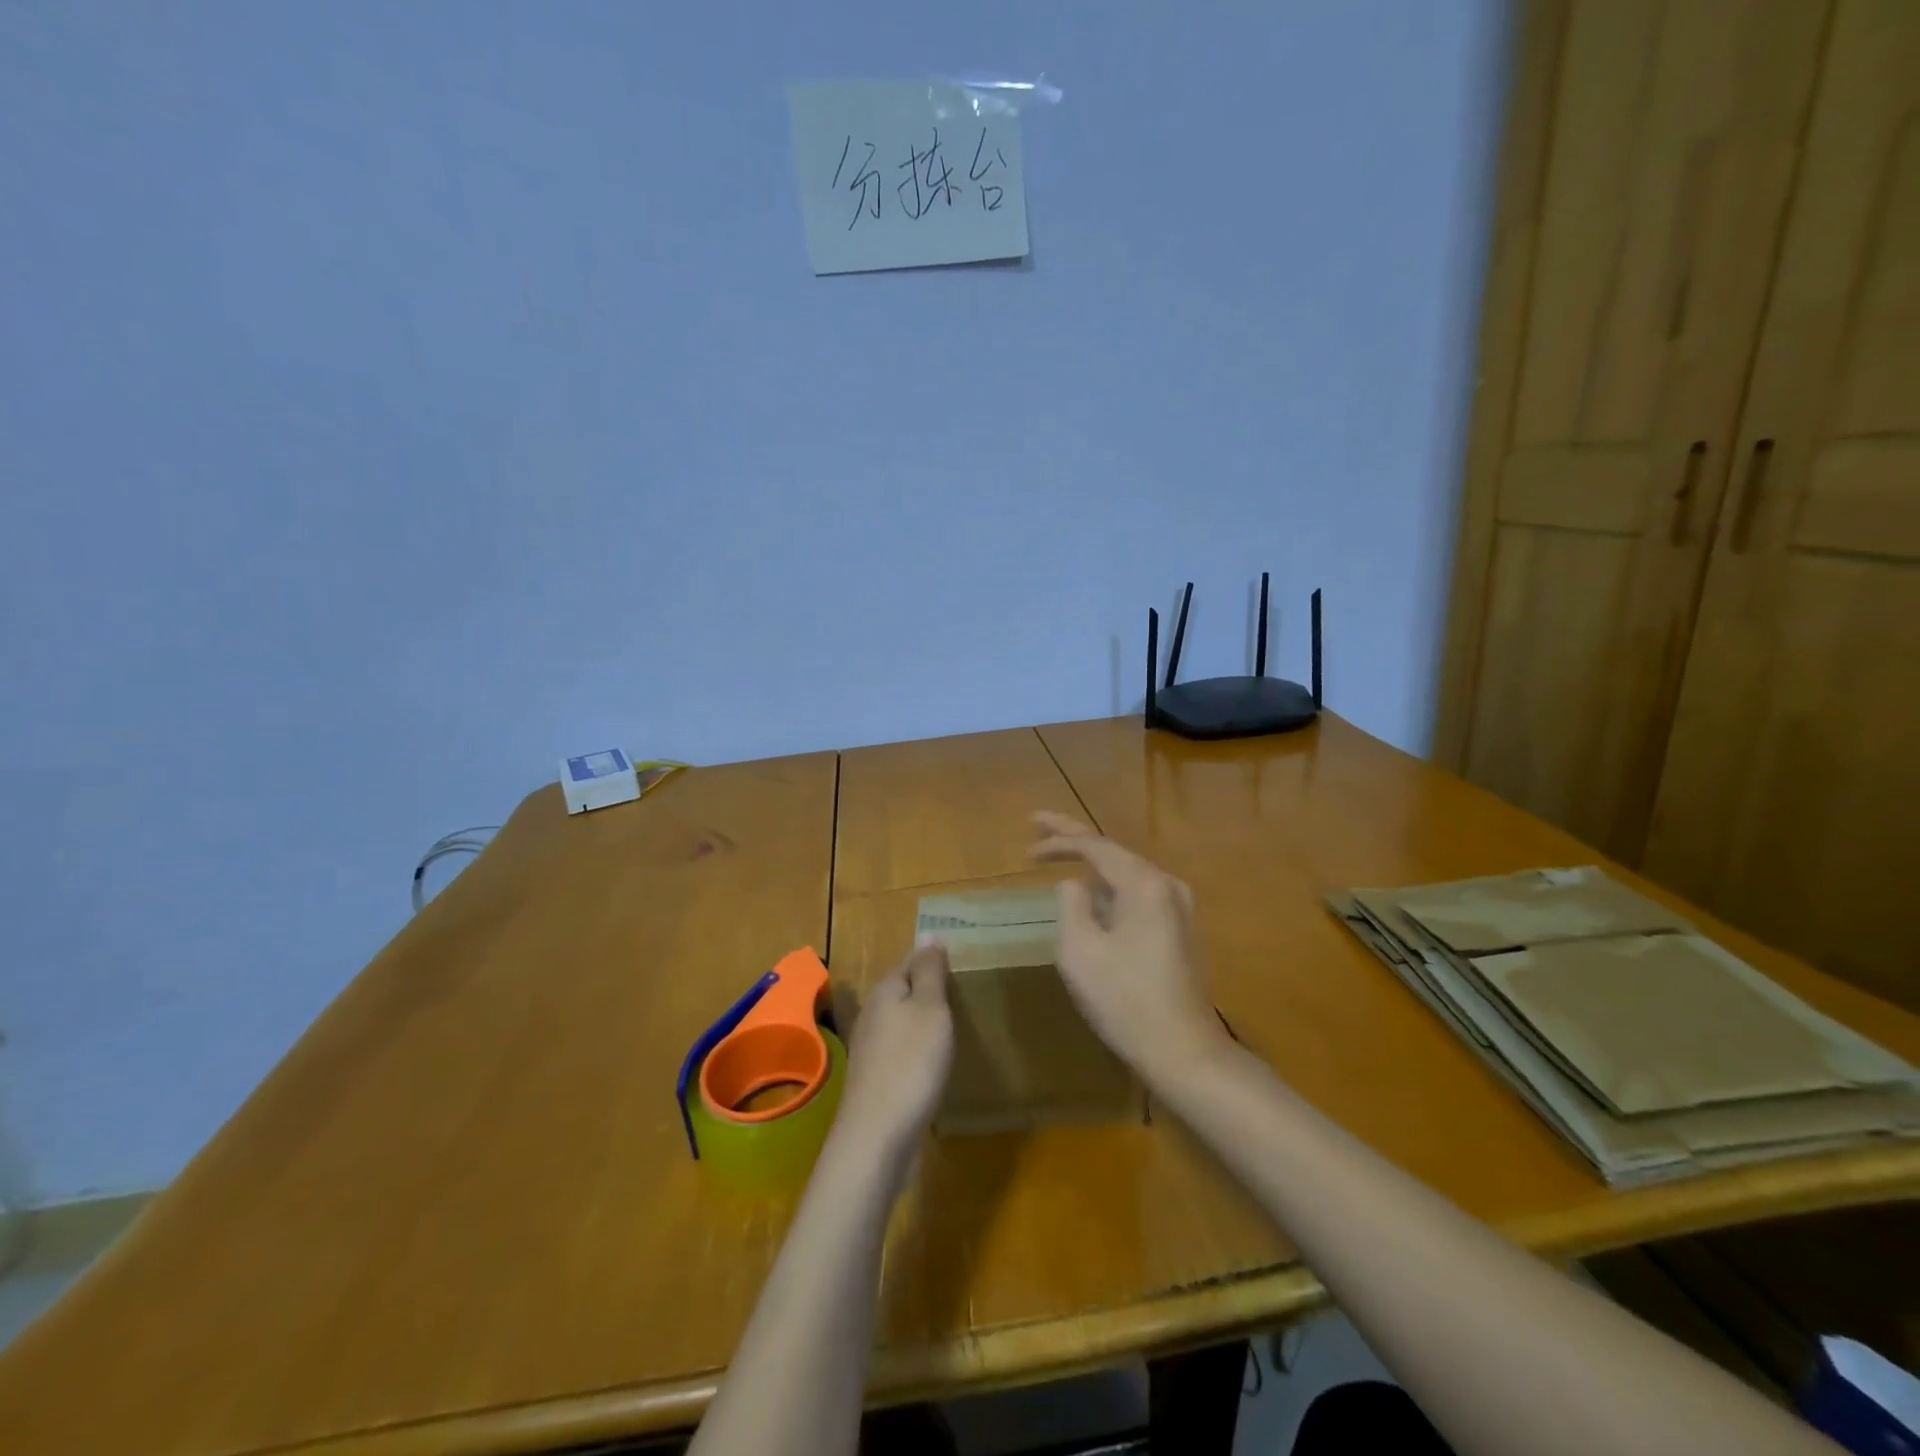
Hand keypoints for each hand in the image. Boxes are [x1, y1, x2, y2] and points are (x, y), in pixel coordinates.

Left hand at [833, 942, 953, 1165]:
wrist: (878, 1136)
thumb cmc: (911, 1063)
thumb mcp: (929, 1009)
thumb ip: (929, 971)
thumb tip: (928, 932)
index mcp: (886, 991)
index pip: (912, 961)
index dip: (935, 960)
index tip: (963, 963)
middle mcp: (873, 1014)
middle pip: (904, 991)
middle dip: (930, 991)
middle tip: (966, 994)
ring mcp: (871, 1049)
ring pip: (902, 1022)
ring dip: (924, 1022)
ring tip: (956, 1025)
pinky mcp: (876, 1079)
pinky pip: (902, 1051)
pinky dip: (919, 1050)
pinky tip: (934, 1062)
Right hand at [1029, 811, 1233, 1089]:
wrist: (1184, 1051)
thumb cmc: (1125, 999)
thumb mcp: (1080, 950)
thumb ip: (1071, 904)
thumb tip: (1075, 884)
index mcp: (1144, 884)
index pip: (1095, 846)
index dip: (1058, 839)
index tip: (1027, 841)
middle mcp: (1167, 886)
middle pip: (1113, 852)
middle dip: (1074, 838)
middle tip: (1038, 824)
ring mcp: (1179, 908)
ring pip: (1126, 875)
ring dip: (1092, 866)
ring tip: (1059, 856)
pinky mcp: (1180, 930)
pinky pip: (1137, 896)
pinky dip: (1110, 889)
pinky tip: (1092, 895)